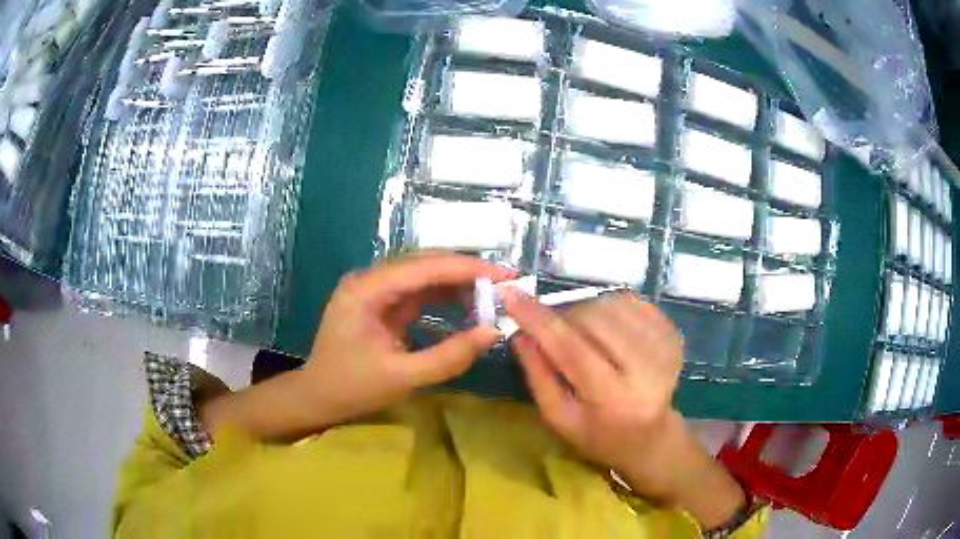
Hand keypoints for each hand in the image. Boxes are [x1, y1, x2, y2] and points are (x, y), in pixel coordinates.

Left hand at [300, 253, 512, 426]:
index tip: (504, 274)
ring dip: (457, 281)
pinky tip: (468, 302)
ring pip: (423, 273)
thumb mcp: (403, 377)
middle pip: (423, 262)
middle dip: (465, 271)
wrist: (318, 397)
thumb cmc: (352, 388)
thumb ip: (449, 356)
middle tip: (505, 283)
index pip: (422, 267)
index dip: (466, 267)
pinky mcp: (380, 301)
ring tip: (493, 293)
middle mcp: (369, 279)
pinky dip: (444, 295)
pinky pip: (417, 290)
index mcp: (365, 290)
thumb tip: (493, 332)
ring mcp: (373, 288)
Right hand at [506, 291, 745, 527]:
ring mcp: (665, 348)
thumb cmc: (600, 435)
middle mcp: (647, 371)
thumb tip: (520, 332)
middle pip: (593, 320)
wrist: (652, 437)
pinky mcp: (672, 334)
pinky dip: (608, 306)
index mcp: (615, 400)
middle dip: (562, 315)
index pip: (573, 350)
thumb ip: (539, 376)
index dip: (540, 320)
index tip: (512, 296)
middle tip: (549, 326)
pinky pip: (632, 302)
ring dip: (584, 310)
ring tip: (578, 331)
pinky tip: (604, 327)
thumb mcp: (560, 418)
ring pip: (612, 305)